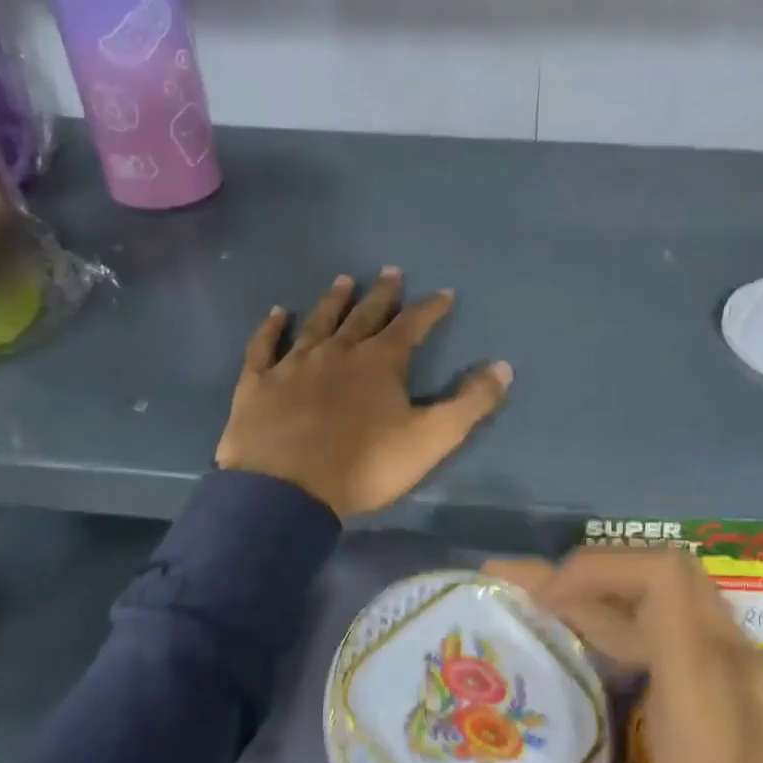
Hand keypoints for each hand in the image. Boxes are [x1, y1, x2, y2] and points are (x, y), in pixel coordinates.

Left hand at [215, 270, 512, 517]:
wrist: (286, 491)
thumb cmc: (365, 465)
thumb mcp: (431, 438)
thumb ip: (470, 403)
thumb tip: (503, 367)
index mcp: (380, 362)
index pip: (412, 325)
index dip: (431, 308)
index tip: (445, 293)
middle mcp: (337, 351)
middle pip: (364, 315)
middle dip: (382, 294)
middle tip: (391, 271)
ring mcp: (294, 364)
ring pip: (318, 323)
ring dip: (333, 301)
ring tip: (343, 280)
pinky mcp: (258, 383)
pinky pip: (264, 346)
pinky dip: (271, 328)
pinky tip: (277, 313)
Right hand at [389, 549, 762, 762]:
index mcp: (710, 708)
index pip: (663, 581)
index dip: (591, 567)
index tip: (526, 595)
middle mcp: (742, 675)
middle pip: (663, 579)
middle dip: (582, 579)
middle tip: (509, 601)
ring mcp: (761, 685)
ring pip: (680, 603)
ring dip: (609, 601)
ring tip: (540, 625)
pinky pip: (696, 634)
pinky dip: (639, 629)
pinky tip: (597, 673)